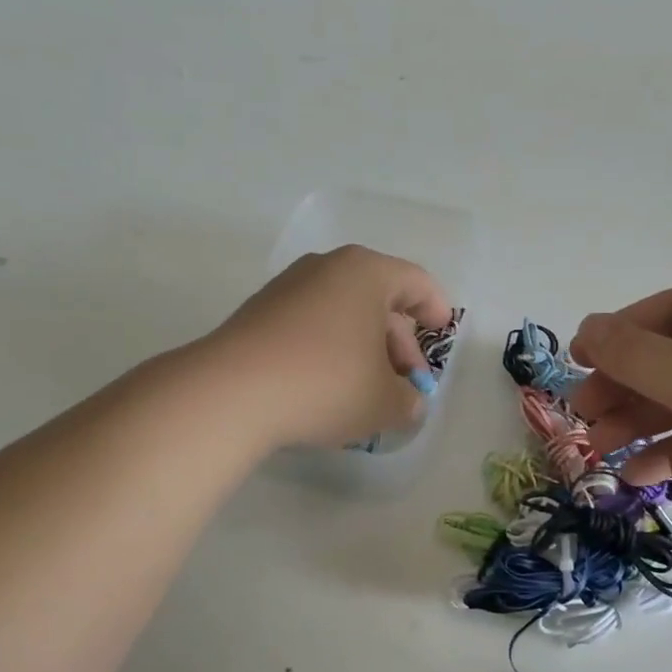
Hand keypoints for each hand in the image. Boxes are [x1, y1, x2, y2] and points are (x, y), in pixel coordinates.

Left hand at [210, 245, 452, 449]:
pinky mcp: (258, 313)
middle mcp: (326, 268)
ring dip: (364, 349)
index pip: (415, 282)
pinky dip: (330, 350)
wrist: (230, 393)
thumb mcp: (384, 402)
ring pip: (343, 314)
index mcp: (366, 273)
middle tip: (406, 383)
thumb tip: (408, 403)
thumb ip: (408, 401)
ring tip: (369, 391)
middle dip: (398, 343)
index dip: (436, 309)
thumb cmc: (326, 384)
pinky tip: (329, 388)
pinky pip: (312, 325)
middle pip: (379, 300)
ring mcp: (287, 288)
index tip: (441, 332)